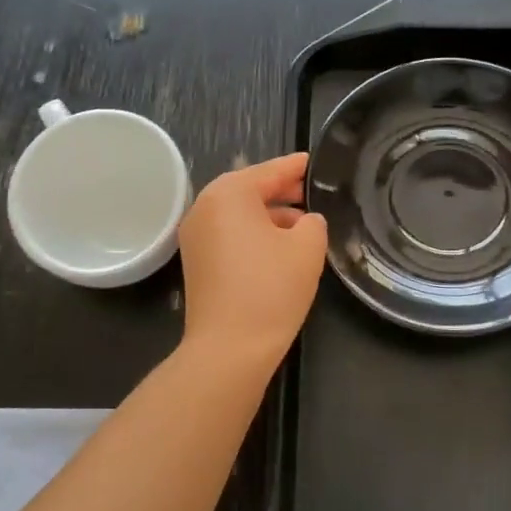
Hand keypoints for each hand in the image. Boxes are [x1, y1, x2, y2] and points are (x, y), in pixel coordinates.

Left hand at [178, 153, 327, 365]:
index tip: (315, 161)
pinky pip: (229, 235)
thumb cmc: (270, 289)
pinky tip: (280, 249)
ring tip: (304, 225)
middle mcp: (205, 207)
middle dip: (282, 191)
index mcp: (229, 193)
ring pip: (239, 214)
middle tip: (314, 193)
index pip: (270, 170)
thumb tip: (306, 221)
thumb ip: (313, 222)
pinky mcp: (196, 262)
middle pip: (250, 189)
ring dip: (270, 216)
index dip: (296, 167)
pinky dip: (253, 235)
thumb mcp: (307, 248)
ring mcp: (195, 236)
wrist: (228, 348)